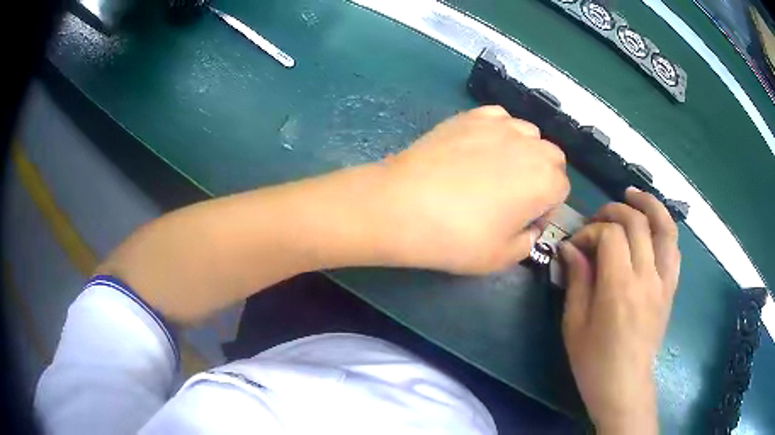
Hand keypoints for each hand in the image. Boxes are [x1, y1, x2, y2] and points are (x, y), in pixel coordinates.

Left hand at [371, 106, 568, 273]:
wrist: (403, 206)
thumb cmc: (457, 238)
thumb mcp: (501, 258)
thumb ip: (528, 242)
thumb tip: (529, 228)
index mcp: (545, 181)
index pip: (562, 189)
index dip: (546, 207)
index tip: (524, 221)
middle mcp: (530, 146)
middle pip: (552, 157)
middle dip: (541, 176)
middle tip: (514, 196)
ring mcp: (499, 125)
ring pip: (528, 133)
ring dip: (523, 151)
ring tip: (496, 170)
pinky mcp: (470, 116)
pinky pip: (499, 117)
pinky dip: (499, 131)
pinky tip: (479, 148)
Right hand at [559, 187, 680, 433]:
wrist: (624, 385)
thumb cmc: (593, 361)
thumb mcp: (574, 324)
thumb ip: (577, 280)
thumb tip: (571, 248)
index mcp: (619, 288)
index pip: (610, 236)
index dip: (590, 231)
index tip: (576, 245)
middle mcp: (647, 277)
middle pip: (637, 222)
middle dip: (614, 211)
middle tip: (597, 219)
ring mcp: (663, 281)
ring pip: (665, 227)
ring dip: (649, 205)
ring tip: (633, 195)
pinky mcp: (671, 288)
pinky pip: (673, 248)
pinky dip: (664, 229)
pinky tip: (652, 226)